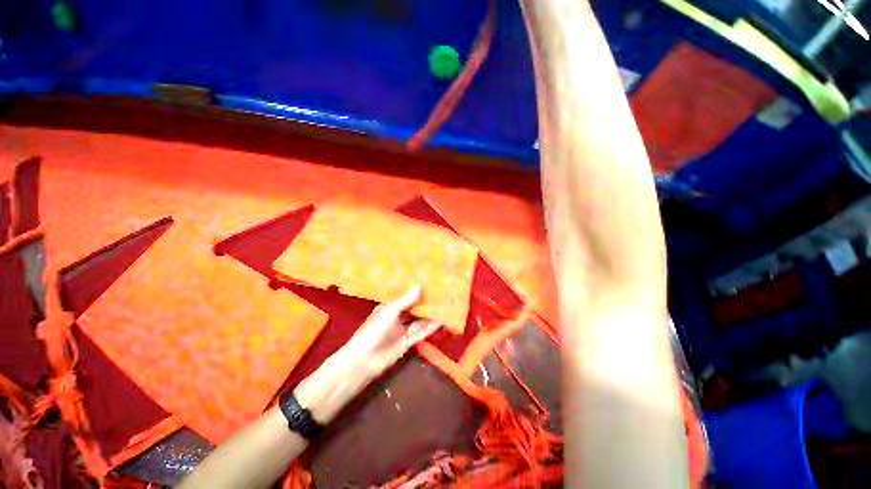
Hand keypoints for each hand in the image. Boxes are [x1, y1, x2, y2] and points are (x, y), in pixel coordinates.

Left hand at [343, 285, 441, 377]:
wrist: (364, 361)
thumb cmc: (373, 330)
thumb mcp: (389, 312)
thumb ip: (405, 300)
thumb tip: (419, 286)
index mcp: (388, 308)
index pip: (404, 297)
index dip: (415, 292)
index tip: (428, 284)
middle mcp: (396, 318)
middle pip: (413, 309)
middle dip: (425, 303)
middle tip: (440, 294)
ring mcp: (402, 331)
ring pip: (419, 320)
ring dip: (430, 315)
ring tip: (445, 306)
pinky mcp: (407, 343)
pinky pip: (420, 333)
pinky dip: (430, 327)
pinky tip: (440, 321)